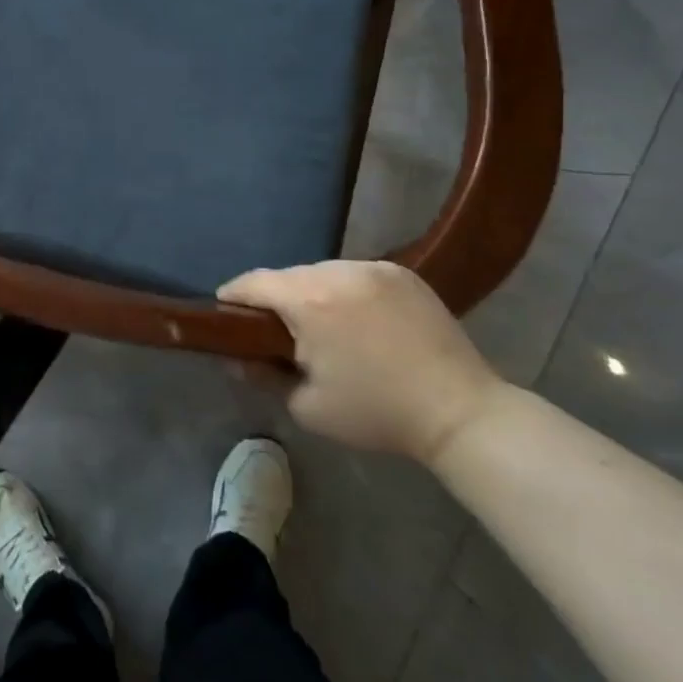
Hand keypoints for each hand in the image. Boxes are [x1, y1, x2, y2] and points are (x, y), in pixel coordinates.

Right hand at [218, 260, 504, 460]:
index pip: (254, 283)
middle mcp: (338, 272)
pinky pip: (355, 274)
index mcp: (310, 302)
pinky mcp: (402, 273)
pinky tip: (355, 319)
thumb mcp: (307, 406)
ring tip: (320, 325)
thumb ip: (263, 376)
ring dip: (311, 292)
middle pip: (289, 276)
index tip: (223, 310)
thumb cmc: (376, 412)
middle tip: (274, 330)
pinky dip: (344, 291)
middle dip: (275, 298)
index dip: (232, 295)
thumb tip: (236, 359)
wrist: (459, 411)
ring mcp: (374, 268)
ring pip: (322, 272)